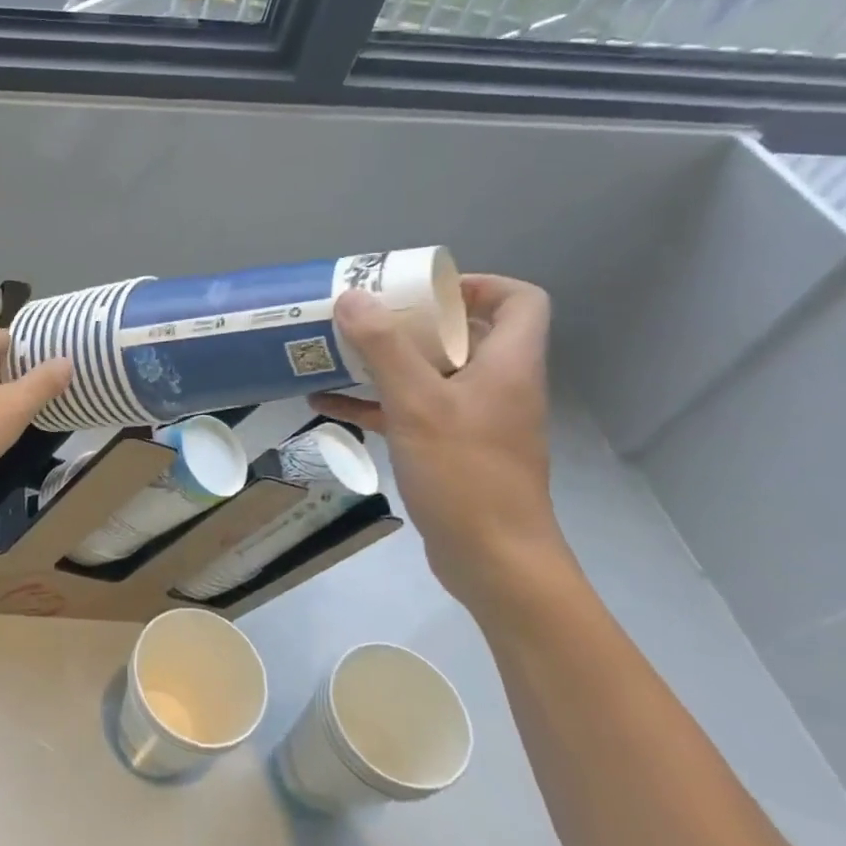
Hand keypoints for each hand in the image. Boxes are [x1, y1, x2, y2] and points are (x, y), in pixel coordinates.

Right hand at [312, 275, 567, 610]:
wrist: (493, 560)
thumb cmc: (465, 473)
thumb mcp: (417, 403)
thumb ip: (383, 348)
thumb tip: (351, 297)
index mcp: (507, 365)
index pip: (519, 301)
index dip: (478, 285)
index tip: (422, 291)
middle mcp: (496, 386)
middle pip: (464, 334)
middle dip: (411, 322)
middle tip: (364, 316)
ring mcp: (473, 420)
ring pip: (431, 373)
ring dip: (386, 362)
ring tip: (337, 352)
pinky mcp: (449, 450)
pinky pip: (409, 411)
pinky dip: (373, 403)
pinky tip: (326, 403)